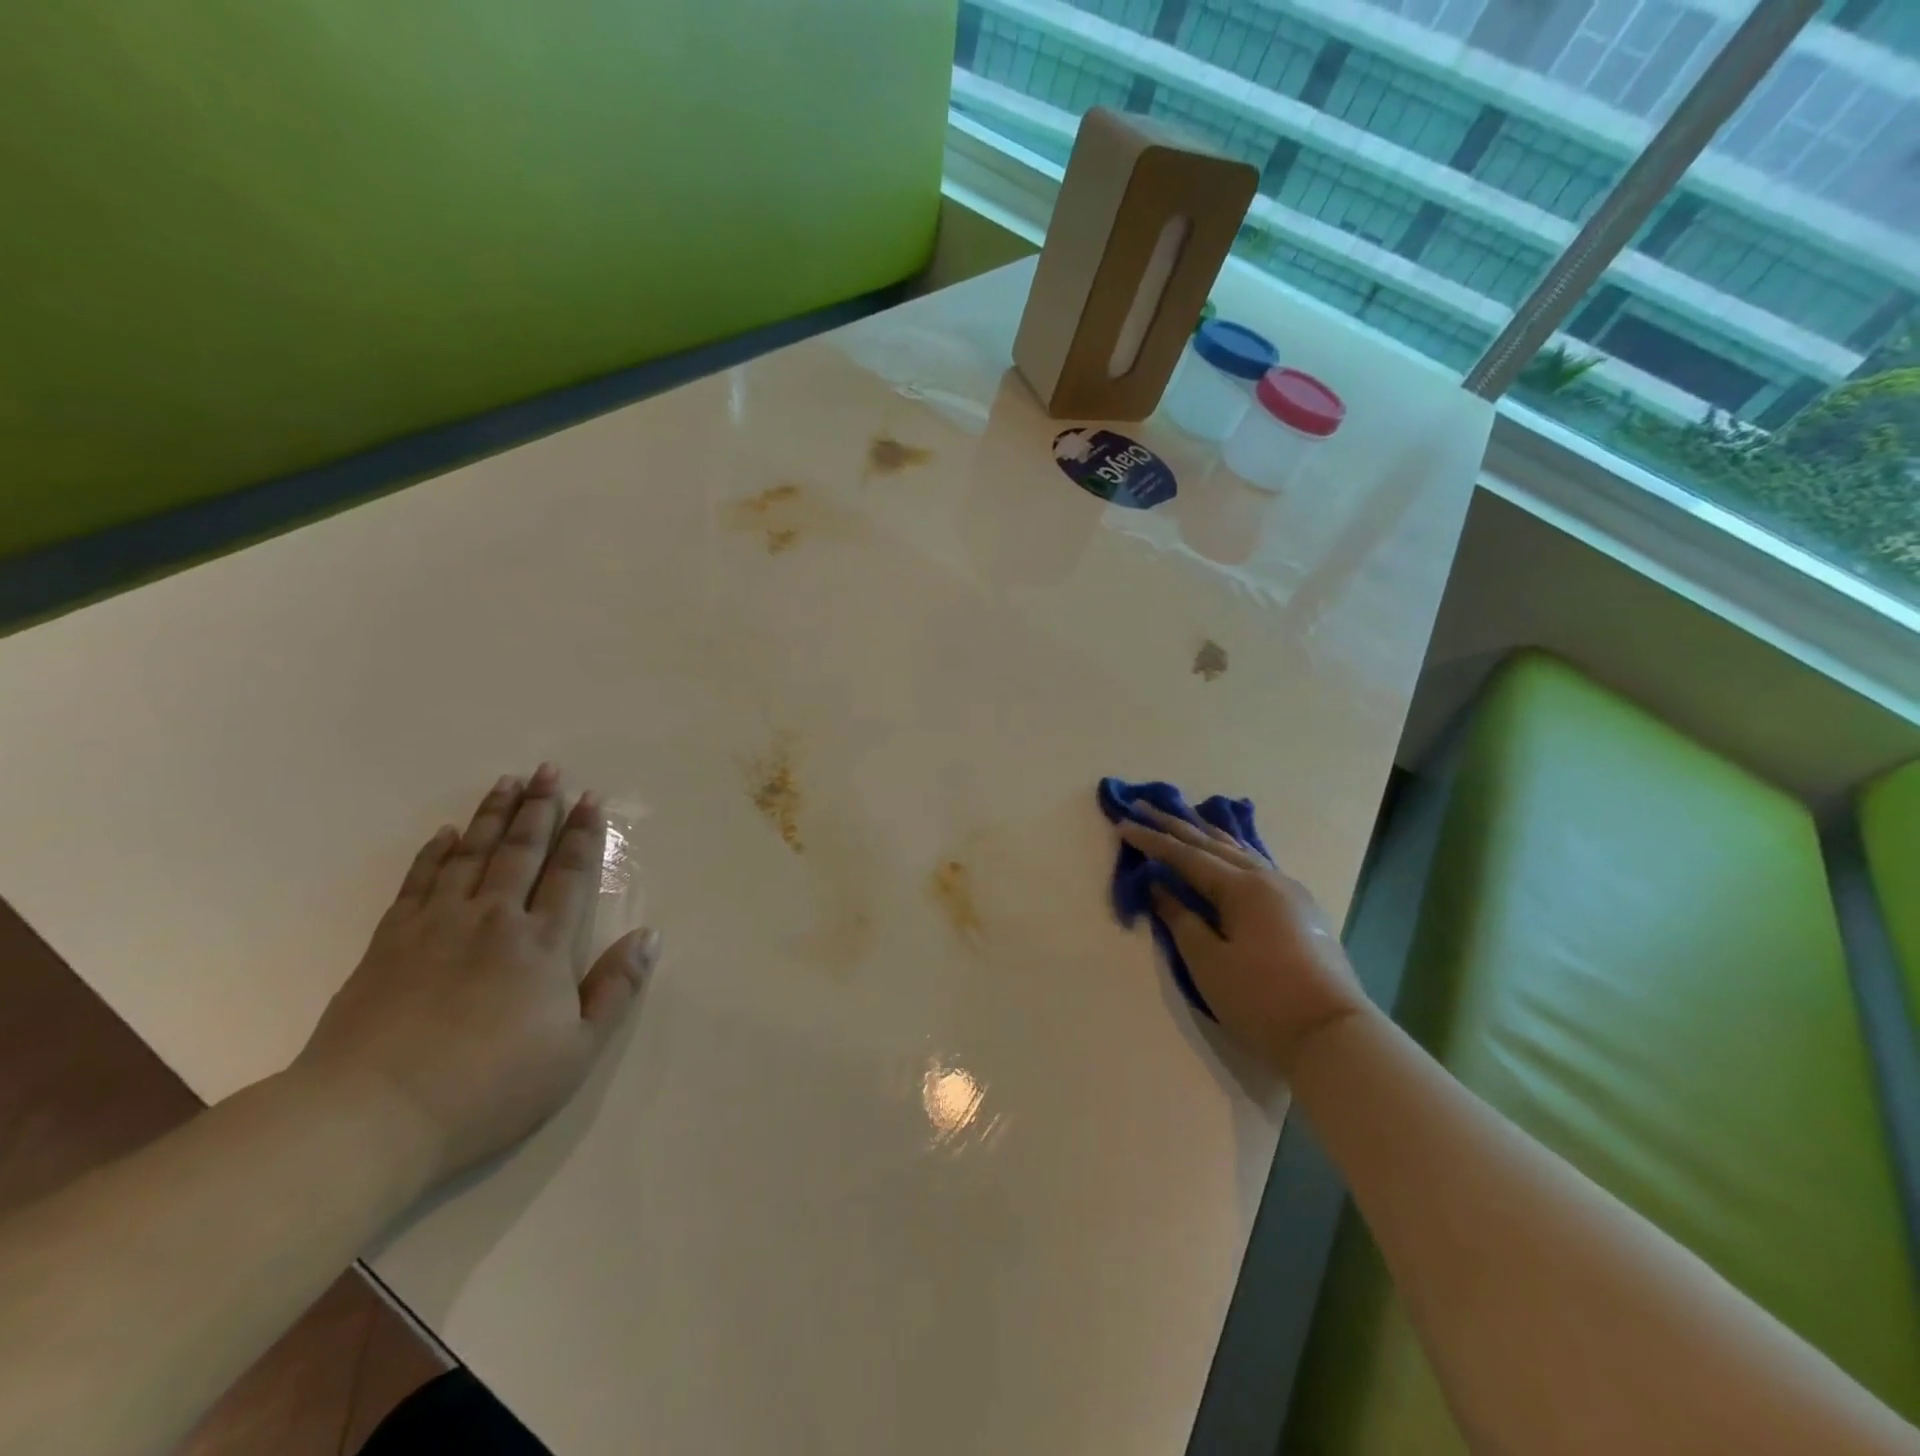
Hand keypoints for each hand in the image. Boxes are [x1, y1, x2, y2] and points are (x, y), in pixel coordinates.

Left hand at [296, 765, 660, 1185]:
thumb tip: (650, 935)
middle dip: (539, 808)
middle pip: (521, 851)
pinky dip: (434, 853)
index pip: (569, 874)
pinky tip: (445, 833)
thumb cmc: (489, 1088)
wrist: (371, 1117)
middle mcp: (493, 919)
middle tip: (548, 771)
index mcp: (542, 944)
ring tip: (507, 783)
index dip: (582, 834)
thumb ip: (616, 989)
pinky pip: (418, 881)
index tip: (590, 799)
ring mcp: (436, 925)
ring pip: (472, 854)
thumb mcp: (576, 1050)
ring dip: (492, 816)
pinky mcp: (389, 942)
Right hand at [1118, 806, 1366, 1075]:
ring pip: (1239, 850)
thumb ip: (1181, 919)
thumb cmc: (1261, 999)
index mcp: (1242, 887)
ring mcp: (1289, 890)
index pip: (1187, 856)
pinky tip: (1227, 850)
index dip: (1152, 841)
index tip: (1123, 825)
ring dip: (1205, 833)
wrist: (1333, 1035)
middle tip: (1143, 805)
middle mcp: (1267, 878)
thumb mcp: (1208, 962)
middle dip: (1175, 825)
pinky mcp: (1301, 908)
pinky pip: (1256, 864)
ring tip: (1182, 816)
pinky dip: (1231, 851)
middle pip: (1213, 843)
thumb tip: (1159, 887)